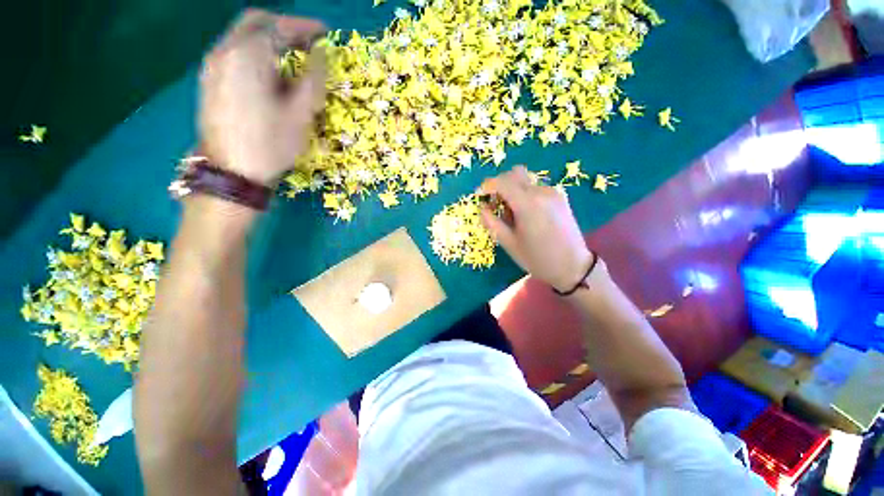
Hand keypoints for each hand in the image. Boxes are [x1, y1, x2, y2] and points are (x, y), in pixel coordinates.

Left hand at [198, 9, 325, 185]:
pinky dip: (256, 51)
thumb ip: (313, 79)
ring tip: (293, 56)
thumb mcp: (301, 113)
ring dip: (269, 39)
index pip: (279, 26)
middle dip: (284, 26)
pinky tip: (270, 70)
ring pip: (243, 36)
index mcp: (248, 55)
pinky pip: (235, 52)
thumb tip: (321, 55)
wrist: (232, 171)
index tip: (325, 31)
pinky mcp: (210, 79)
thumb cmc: (271, 143)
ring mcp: (213, 64)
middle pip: (255, 22)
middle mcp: (225, 51)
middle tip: (307, 40)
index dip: (305, 26)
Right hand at [480, 166, 592, 291]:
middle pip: (514, 174)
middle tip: (495, 204)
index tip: (480, 195)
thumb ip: (492, 222)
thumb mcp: (508, 243)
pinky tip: (527, 214)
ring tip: (512, 212)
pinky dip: (525, 194)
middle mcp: (541, 192)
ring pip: (526, 180)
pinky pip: (536, 188)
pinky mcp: (560, 197)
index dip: (487, 185)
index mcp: (527, 203)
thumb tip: (482, 208)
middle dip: (500, 184)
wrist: (572, 266)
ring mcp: (553, 193)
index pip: (502, 182)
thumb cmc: (536, 258)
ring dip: (513, 189)